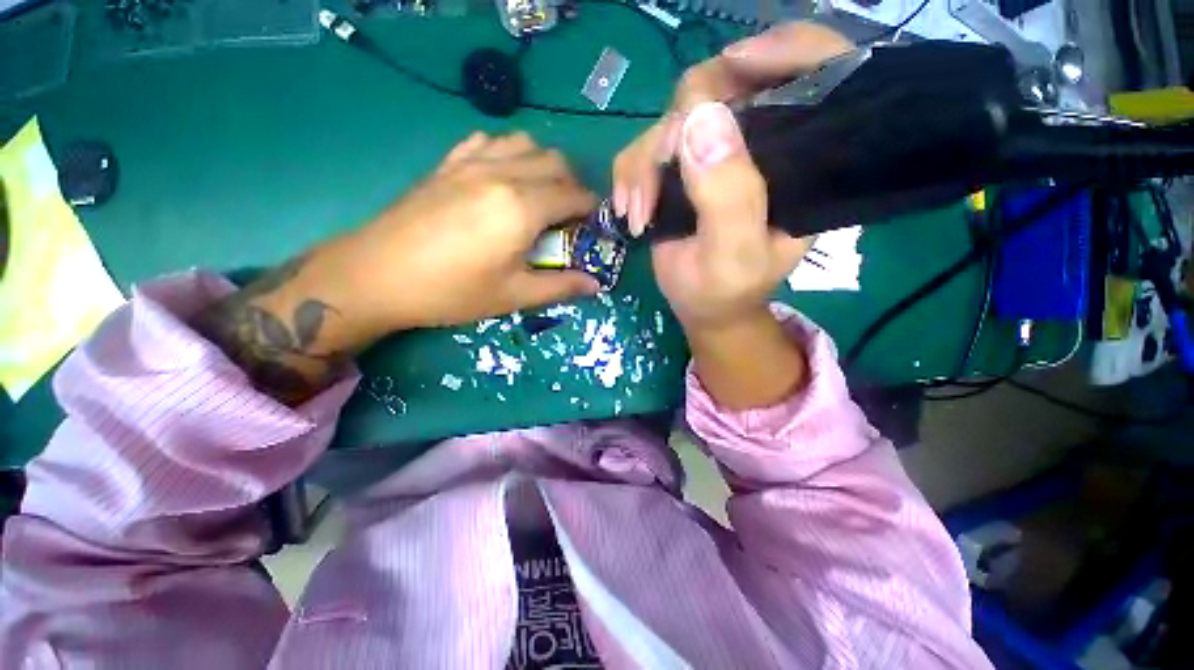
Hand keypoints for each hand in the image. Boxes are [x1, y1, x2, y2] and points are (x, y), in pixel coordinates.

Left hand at [321, 131, 600, 333]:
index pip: (574, 195)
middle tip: (568, 217)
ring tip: (538, 196)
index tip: (593, 227)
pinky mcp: (449, 163)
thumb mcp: (513, 296)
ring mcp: (472, 162)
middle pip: (555, 161)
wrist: (377, 275)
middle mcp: (502, 173)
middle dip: (572, 186)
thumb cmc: (451, 291)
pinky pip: (489, 141)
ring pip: (525, 143)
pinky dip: (508, 153)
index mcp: (522, 207)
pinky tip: (502, 178)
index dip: (591, 209)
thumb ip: (560, 287)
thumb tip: (595, 284)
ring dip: (543, 165)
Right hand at [612, 23, 851, 331]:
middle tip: (658, 174)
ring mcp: (716, 153)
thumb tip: (699, 119)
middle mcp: (760, 144)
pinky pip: (646, 146)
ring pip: (673, 118)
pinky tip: (629, 212)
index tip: (731, 65)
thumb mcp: (733, 255)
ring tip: (638, 216)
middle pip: (723, 86)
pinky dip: (629, 175)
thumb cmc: (725, 290)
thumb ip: (727, 197)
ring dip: (643, 165)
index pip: (816, 71)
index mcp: (798, 162)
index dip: (781, 50)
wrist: (701, 307)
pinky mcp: (681, 167)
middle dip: (678, 127)